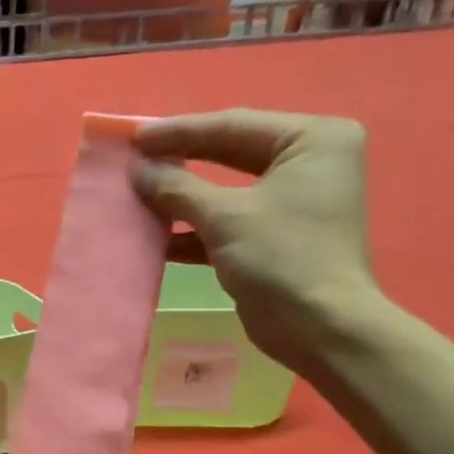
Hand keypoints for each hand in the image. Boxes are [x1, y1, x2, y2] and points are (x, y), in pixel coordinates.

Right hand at [131, 109, 384, 373]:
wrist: (319, 328)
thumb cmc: (282, 258)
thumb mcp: (224, 217)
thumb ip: (177, 188)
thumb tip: (138, 168)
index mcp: (312, 139)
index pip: (233, 126)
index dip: (179, 132)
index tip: (135, 137)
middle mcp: (307, 162)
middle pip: (229, 152)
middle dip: (180, 160)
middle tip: (134, 159)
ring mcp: (292, 200)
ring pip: (224, 189)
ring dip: (181, 197)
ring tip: (138, 194)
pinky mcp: (275, 235)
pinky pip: (227, 220)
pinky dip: (193, 228)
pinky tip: (156, 235)